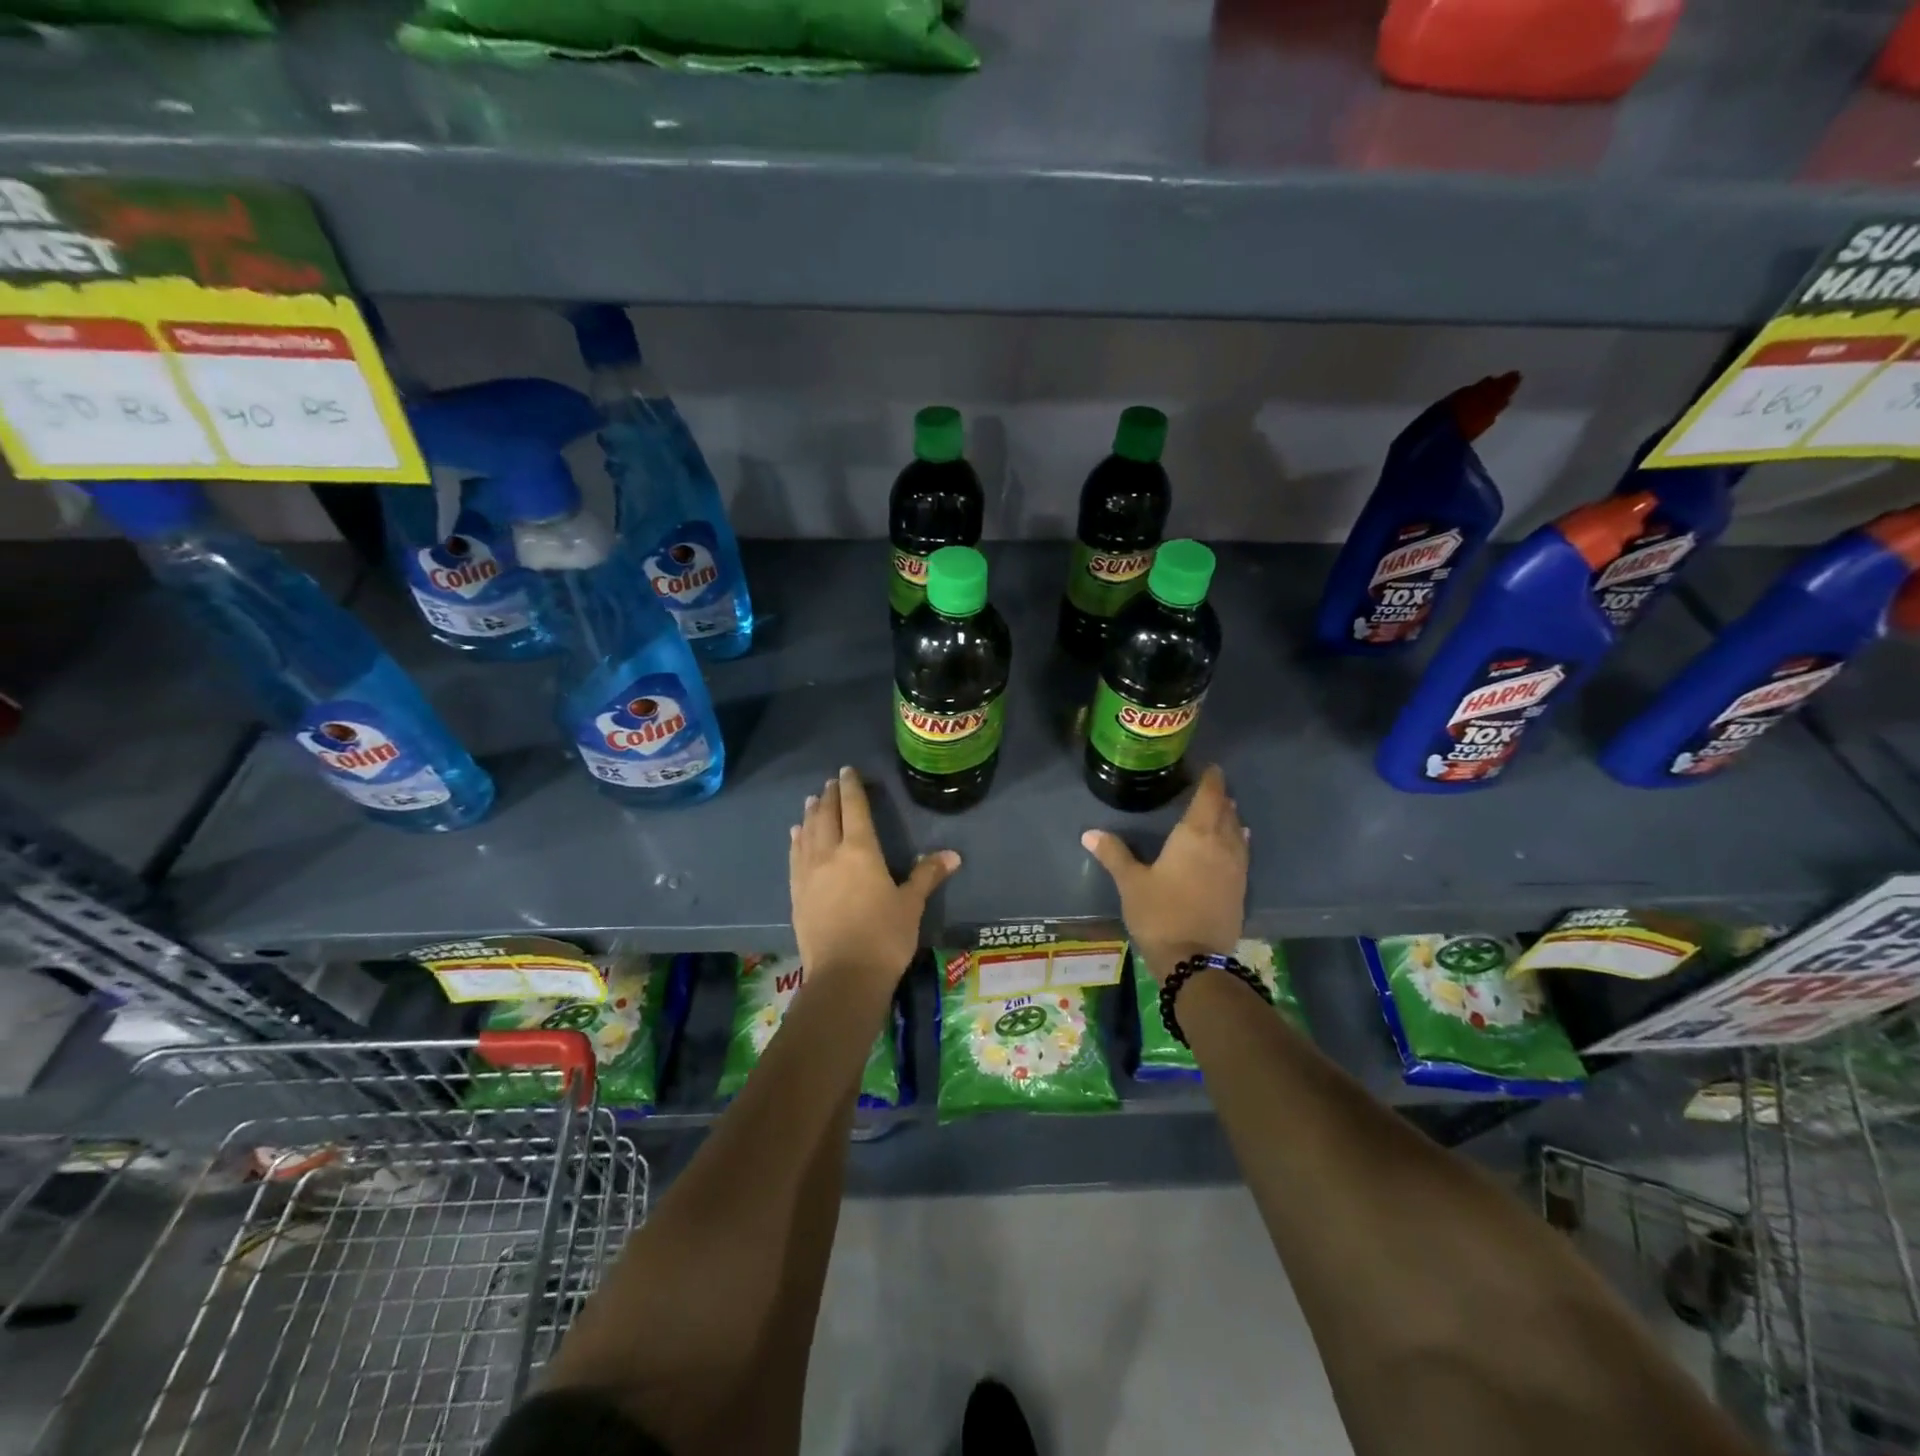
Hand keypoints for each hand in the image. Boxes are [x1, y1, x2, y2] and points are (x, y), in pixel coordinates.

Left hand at [790, 766, 960, 985]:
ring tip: (811, 800)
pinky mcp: (796, 894)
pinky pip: (794, 857)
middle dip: (830, 796)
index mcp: (861, 850)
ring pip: (807, 833)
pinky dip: (796, 840)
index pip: (854, 808)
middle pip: (827, 816)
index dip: (852, 787)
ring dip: (811, 814)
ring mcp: (809, 874)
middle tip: (832, 782)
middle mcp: (830, 854)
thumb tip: (953, 855)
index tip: (848, 771)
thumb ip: (927, 875)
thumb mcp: (911, 904)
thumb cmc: (884, 936)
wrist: (844, 976)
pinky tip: (796, 835)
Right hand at [1081, 764, 1247, 983]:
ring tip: (1225, 810)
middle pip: (1226, 813)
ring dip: (1231, 819)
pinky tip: (1236, 844)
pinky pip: (1242, 854)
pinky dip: (1238, 842)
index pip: (1208, 798)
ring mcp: (1235, 869)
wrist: (1194, 960)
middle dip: (1220, 798)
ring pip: (1237, 833)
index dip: (1211, 781)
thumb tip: (1089, 833)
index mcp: (1195, 836)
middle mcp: (1221, 845)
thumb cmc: (1159, 913)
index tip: (1211, 768)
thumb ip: (1114, 854)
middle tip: (1212, 787)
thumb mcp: (1131, 882)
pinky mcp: (1240, 890)